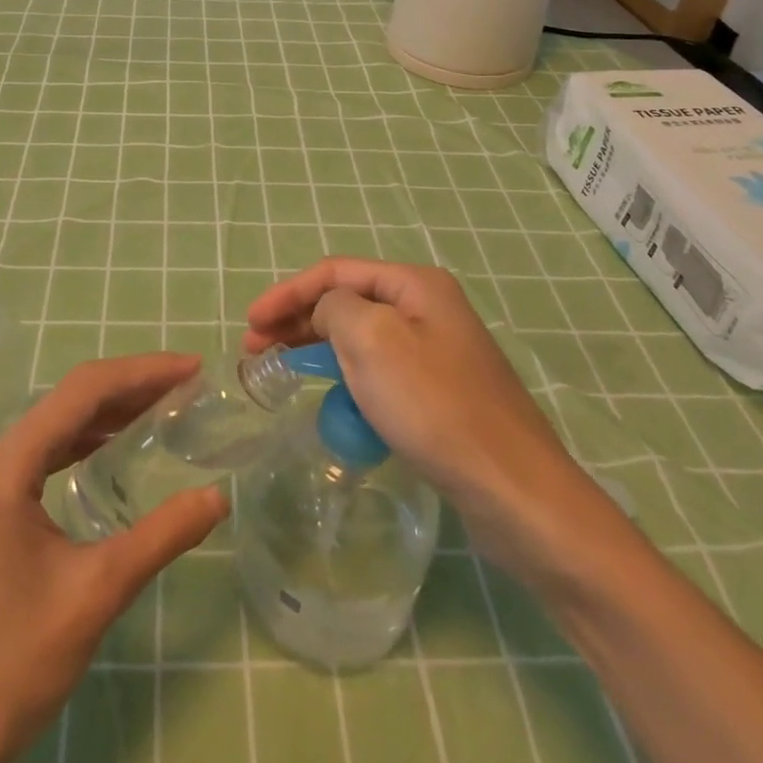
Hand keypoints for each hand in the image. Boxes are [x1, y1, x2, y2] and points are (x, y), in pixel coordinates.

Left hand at [0, 354, 229, 762]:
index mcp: (6, 466)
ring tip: (165, 406)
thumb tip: (218, 496)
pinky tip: (117, 449)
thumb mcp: (95, 594)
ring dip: (110, 412)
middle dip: (131, 386)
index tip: (192, 368)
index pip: (82, 392)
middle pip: (70, 401)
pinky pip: (46, 455)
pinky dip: (87, 442)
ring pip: (58, 426)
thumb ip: (161, 536)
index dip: (142, 372)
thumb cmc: (10, 664)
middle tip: (187, 385)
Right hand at [245, 258, 605, 573]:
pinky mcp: (442, 392)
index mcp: (415, 284)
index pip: (335, 271)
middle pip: (348, 300)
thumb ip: (335, 308)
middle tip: (256, 348)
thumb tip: (328, 312)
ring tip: (282, 369)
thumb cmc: (434, 406)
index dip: (287, 292)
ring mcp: (438, 351)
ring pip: (362, 336)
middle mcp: (429, 307)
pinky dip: (348, 376)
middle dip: (298, 319)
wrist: (514, 491)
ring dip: (319, 347)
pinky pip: (381, 370)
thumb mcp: (370, 340)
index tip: (249, 323)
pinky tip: (333, 399)